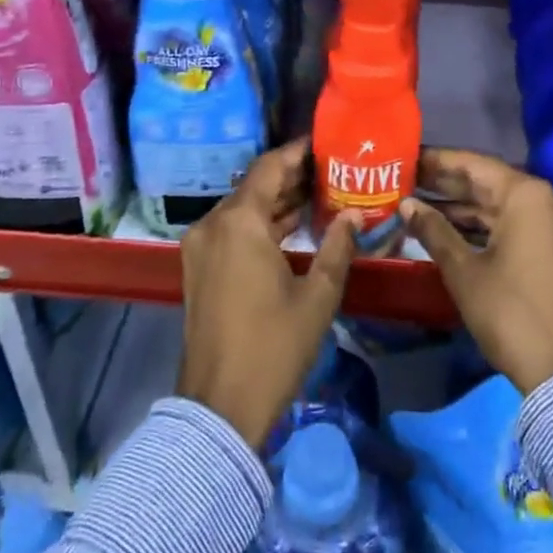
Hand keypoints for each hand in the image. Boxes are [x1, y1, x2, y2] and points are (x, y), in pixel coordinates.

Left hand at [177, 139, 358, 449]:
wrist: (219, 408)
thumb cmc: (273, 348)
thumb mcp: (317, 297)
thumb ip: (338, 248)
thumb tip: (354, 216)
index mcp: (238, 223)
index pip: (269, 167)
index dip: (298, 152)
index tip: (326, 144)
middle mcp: (213, 224)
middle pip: (254, 186)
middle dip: (292, 177)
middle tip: (332, 171)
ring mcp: (200, 247)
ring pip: (243, 209)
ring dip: (277, 202)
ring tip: (320, 195)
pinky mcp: (198, 268)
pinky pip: (232, 231)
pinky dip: (260, 224)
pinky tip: (293, 228)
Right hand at [400, 149, 552, 394]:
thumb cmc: (510, 313)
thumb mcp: (464, 271)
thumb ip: (434, 230)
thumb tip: (406, 204)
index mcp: (527, 195)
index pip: (474, 165)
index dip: (438, 161)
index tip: (407, 158)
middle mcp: (547, 200)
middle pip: (488, 183)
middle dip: (447, 184)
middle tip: (407, 179)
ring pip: (501, 205)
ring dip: (463, 207)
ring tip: (419, 203)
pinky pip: (515, 223)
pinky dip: (484, 225)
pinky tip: (449, 228)